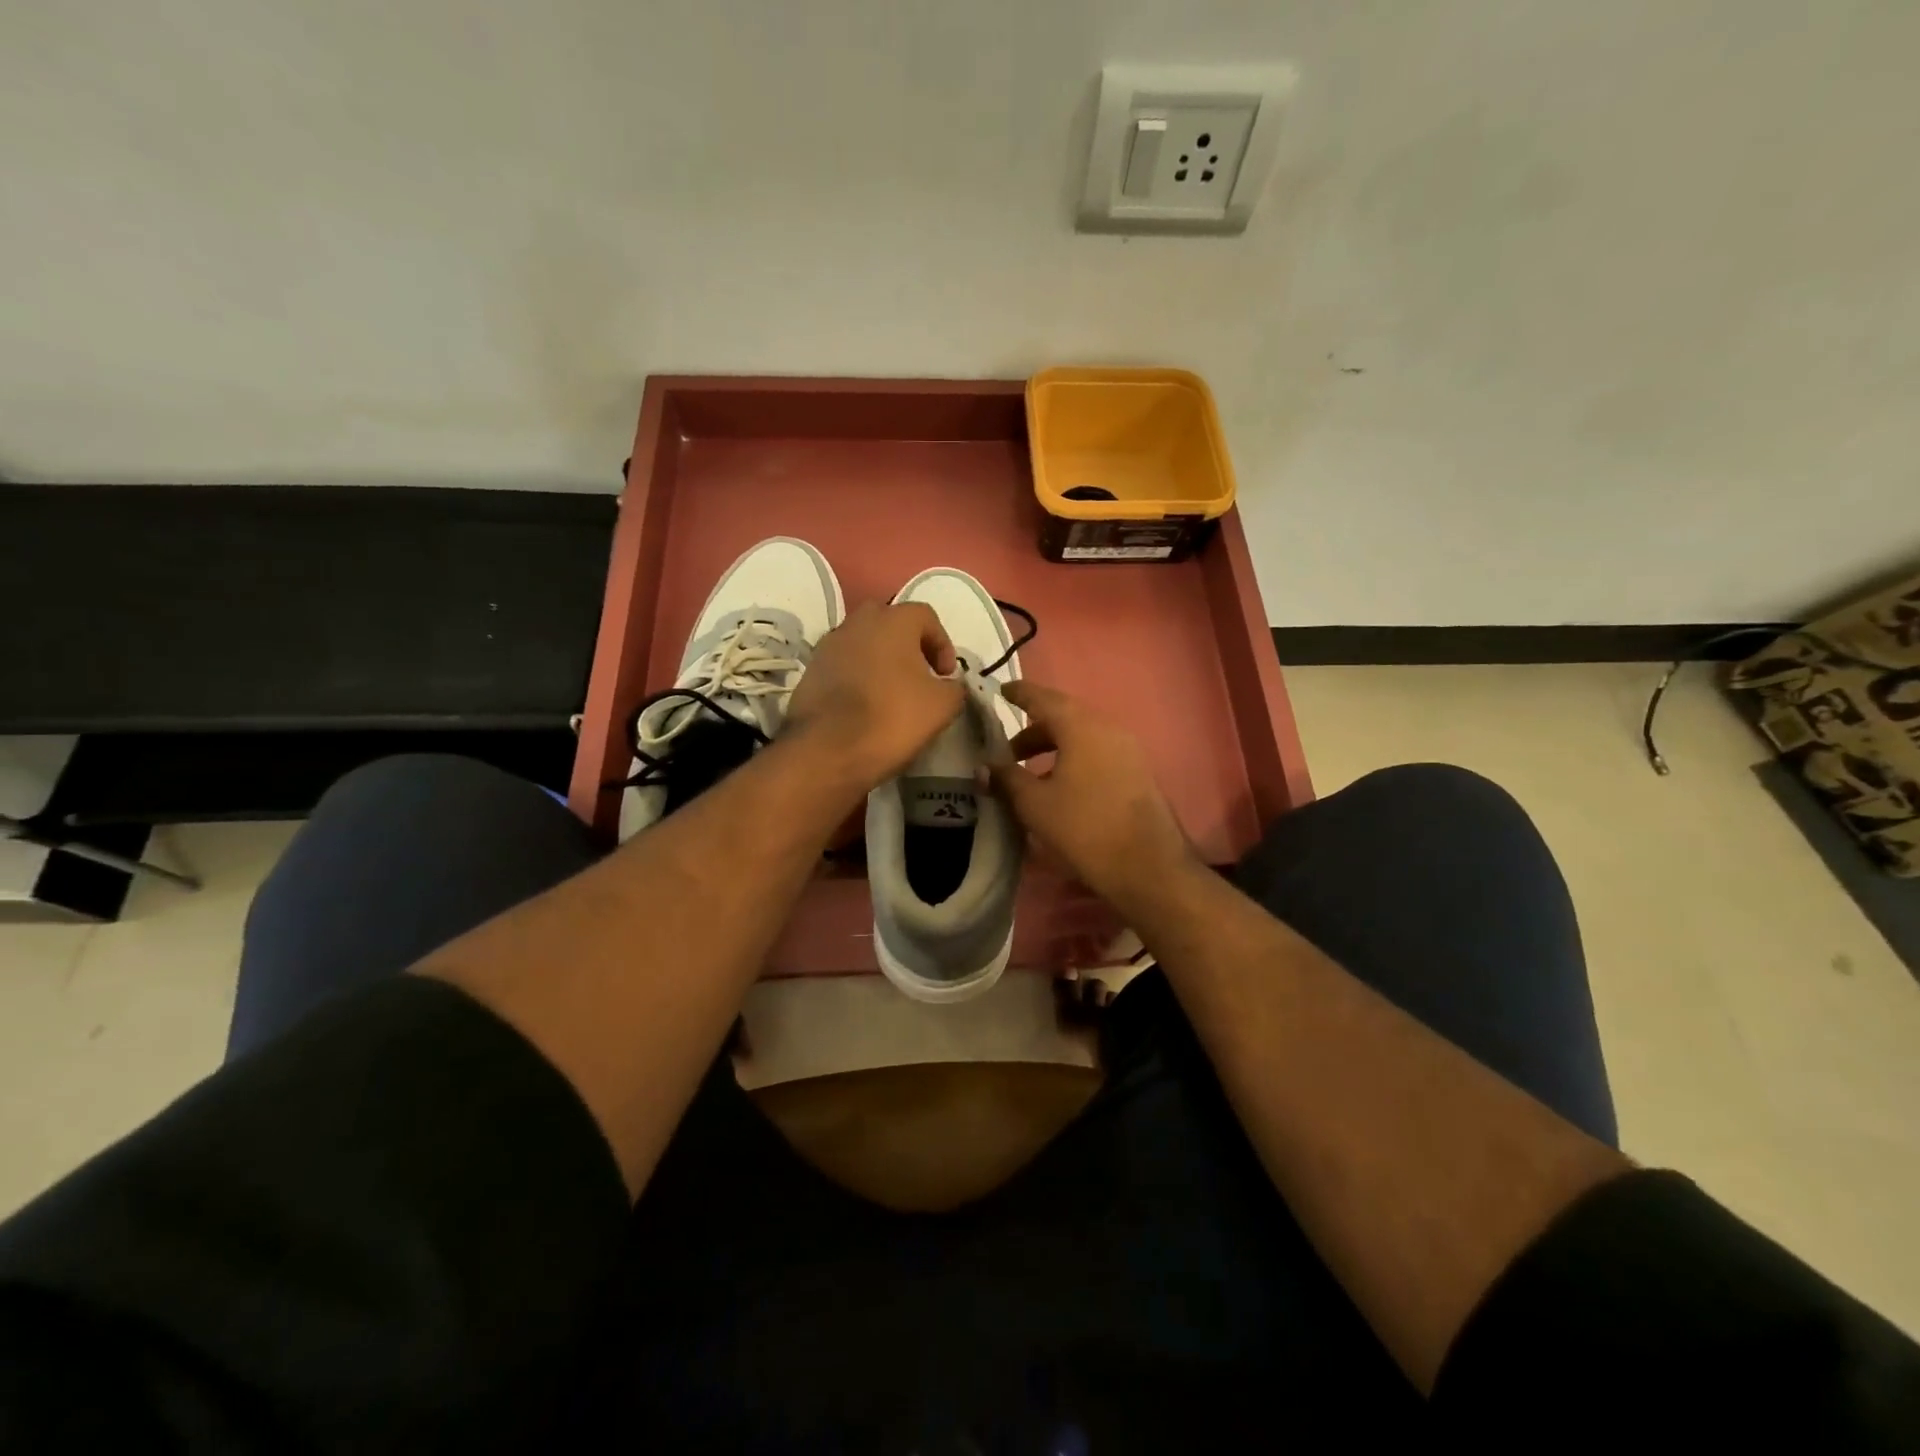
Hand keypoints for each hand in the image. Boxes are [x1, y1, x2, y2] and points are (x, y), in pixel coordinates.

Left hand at [782, 601, 965, 788]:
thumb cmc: (891, 718)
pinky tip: (866, 705)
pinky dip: (859, 677)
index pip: (926, 617)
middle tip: (920, 677)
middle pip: (891, 624)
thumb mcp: (942, 706)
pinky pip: (844, 664)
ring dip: (882, 661)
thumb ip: (954, 687)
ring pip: (865, 643)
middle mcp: (857, 622)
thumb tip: (948, 684)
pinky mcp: (811, 670)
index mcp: (893, 620)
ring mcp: (829, 644)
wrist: (826, 750)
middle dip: (909, 647)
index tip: (946, 676)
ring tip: (892, 694)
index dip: (942, 645)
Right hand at [988, 681, 1199, 906]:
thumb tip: (984, 766)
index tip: (1001, 692)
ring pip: (1082, 737)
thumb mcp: (1034, 804)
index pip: (1043, 698)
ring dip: (1053, 748)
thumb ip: (1006, 779)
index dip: (1020, 693)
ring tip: (1029, 774)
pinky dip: (1073, 759)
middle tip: (1007, 751)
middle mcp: (1107, 728)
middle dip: (1033, 730)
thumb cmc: (1084, 827)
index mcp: (1081, 726)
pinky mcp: (1137, 772)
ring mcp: (1127, 749)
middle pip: (1064, 717)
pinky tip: (1060, 787)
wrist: (1147, 866)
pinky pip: (1097, 753)